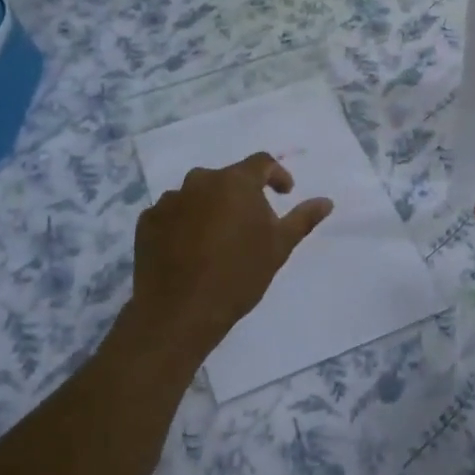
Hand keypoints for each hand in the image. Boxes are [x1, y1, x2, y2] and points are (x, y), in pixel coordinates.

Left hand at [128, 152, 333, 357]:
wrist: (179, 311)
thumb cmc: (238, 275)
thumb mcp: (279, 247)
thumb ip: (303, 219)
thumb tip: (327, 201)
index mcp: (235, 182)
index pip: (261, 163)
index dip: (277, 175)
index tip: (285, 194)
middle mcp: (199, 181)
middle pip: (227, 179)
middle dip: (242, 196)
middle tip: (251, 226)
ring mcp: (169, 200)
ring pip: (197, 196)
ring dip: (211, 209)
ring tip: (218, 241)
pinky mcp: (147, 221)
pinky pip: (173, 214)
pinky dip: (185, 224)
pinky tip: (190, 251)